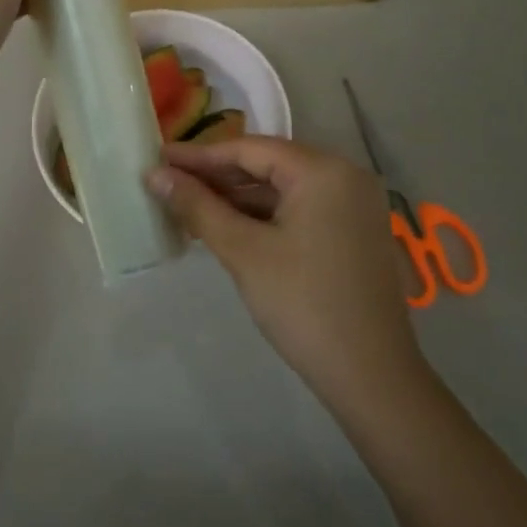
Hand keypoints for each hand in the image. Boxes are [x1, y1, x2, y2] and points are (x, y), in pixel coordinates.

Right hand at [147, 137, 424, 402]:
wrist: (372, 377)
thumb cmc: (303, 305)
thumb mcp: (244, 252)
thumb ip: (198, 207)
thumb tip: (154, 175)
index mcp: (323, 170)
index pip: (250, 148)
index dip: (201, 154)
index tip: (160, 158)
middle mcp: (345, 175)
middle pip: (269, 165)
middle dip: (218, 176)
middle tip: (169, 181)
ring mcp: (354, 205)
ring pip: (284, 189)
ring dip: (239, 197)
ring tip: (189, 205)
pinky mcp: (354, 232)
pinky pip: (301, 209)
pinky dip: (265, 215)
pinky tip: (229, 225)